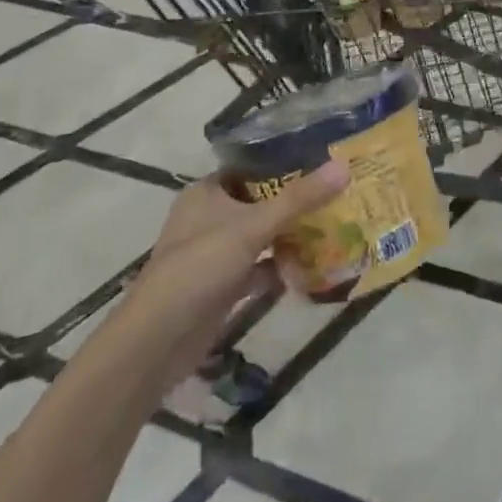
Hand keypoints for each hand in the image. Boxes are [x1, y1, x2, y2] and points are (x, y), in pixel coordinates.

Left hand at [113, 161, 349, 392]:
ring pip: (260, 237)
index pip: (251, 168)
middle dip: (296, 203)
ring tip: (335, 227)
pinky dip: (280, 269)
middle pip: (260, 203)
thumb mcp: (252, 227)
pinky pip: (258, 269)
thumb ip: (299, 199)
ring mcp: (214, 254)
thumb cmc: (200, 267)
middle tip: (339, 195)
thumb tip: (343, 167)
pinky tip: (312, 269)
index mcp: (207, 192)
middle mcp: (209, 217)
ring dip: (291, 237)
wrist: (158, 340)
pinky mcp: (221, 287)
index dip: (285, 164)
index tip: (324, 161)